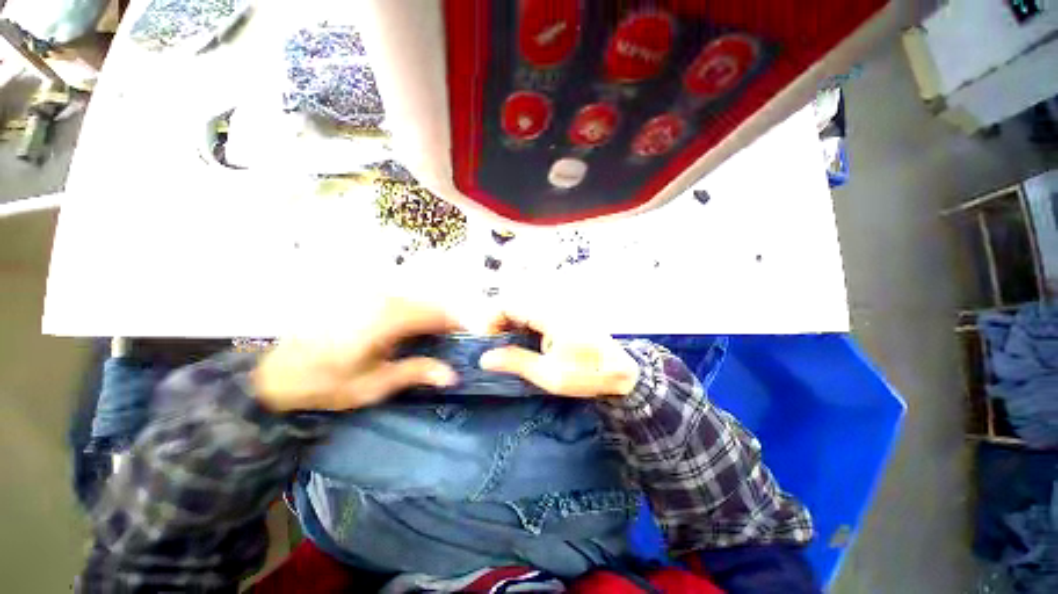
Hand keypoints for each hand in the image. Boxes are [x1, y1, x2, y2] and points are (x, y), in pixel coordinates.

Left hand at [252, 297, 461, 411]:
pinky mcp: (360, 294)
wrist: (275, 372)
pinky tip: (406, 329)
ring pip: (415, 297)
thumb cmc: (326, 383)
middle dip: (445, 319)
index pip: (437, 313)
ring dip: (429, 314)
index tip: (469, 337)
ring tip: (431, 337)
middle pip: (429, 302)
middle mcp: (382, 298)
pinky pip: (398, 297)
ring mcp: (369, 293)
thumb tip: (453, 376)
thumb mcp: (374, 385)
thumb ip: (416, 373)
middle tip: (450, 342)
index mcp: (388, 319)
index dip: (458, 323)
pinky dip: (411, 310)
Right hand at [478, 305, 640, 398]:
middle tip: (494, 346)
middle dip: (499, 322)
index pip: (509, 303)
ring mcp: (559, 306)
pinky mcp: (562, 312)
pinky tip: (524, 341)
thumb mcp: (550, 375)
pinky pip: (535, 311)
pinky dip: (524, 323)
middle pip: (514, 302)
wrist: (621, 371)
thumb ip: (516, 362)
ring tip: (506, 346)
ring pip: (524, 305)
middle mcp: (553, 302)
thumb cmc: (588, 374)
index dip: (490, 320)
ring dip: (511, 322)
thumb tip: (485, 358)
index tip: (486, 342)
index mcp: (549, 313)